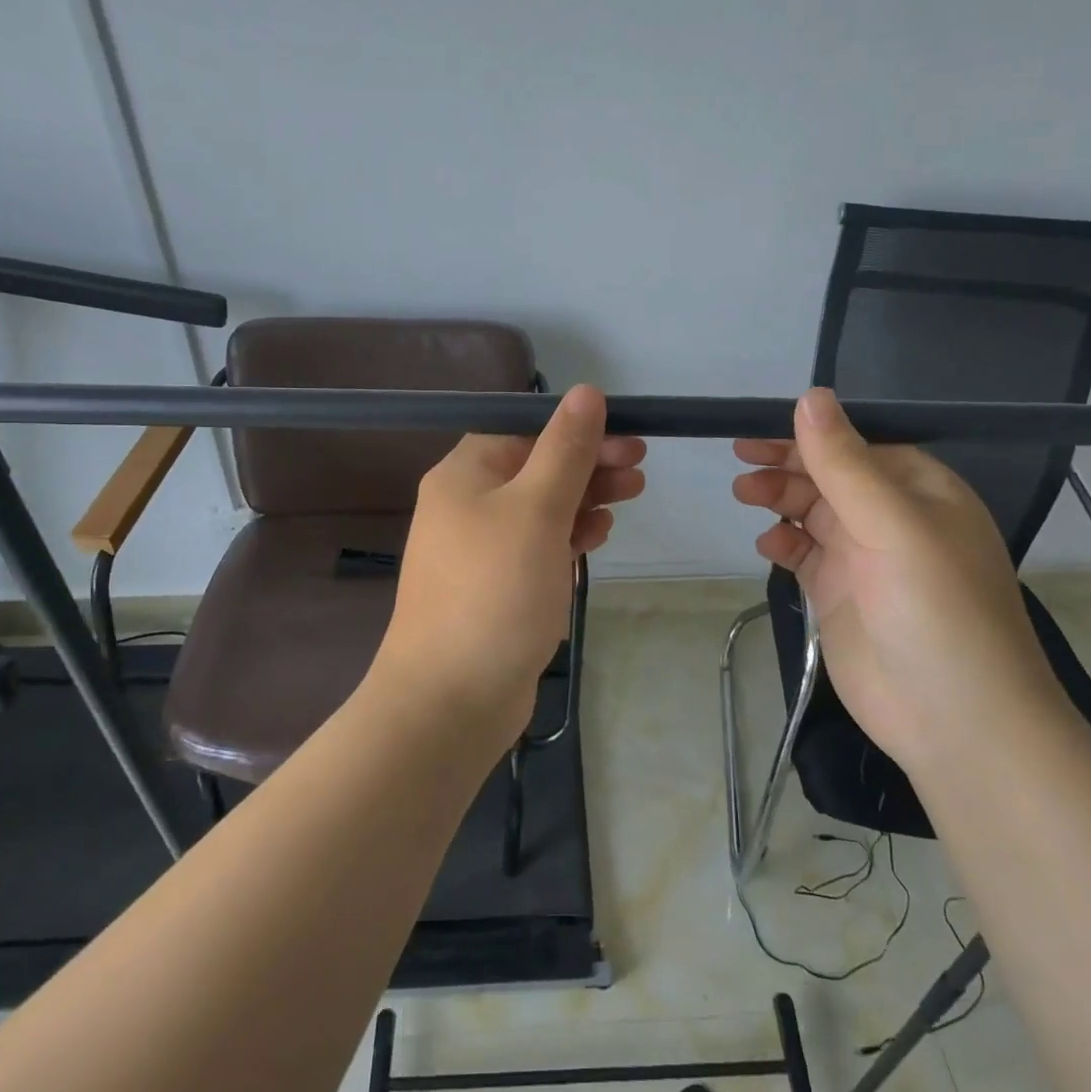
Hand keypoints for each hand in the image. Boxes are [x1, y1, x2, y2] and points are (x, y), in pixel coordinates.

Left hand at [372, 385, 645, 750]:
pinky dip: (567, 536)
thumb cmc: (495, 592)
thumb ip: (565, 449)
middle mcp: (467, 505)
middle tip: (640, 470)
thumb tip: (586, 391)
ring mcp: (479, 550)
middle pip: (536, 468)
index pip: (526, 431)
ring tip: (631, 496)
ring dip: (585, 498)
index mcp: (465, 475)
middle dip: (589, 465)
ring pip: (541, 508)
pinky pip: (536, 547)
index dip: (578, 430)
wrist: (450, 700)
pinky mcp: (496, 587)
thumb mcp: (537, 510)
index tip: (629, 439)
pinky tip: (597, 536)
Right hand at [733, 388, 1060, 766]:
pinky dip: (783, 542)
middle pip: (830, 475)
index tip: (759, 428)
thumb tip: (810, 396)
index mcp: (921, 491)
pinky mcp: (840, 596)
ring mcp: (865, 559)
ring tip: (745, 494)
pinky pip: (805, 554)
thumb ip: (845, 463)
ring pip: (813, 512)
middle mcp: (893, 519)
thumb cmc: (936, 610)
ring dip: (780, 498)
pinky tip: (768, 545)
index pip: (858, 444)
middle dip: (787, 465)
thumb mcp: (892, 526)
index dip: (810, 434)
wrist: (956, 723)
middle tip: (741, 463)